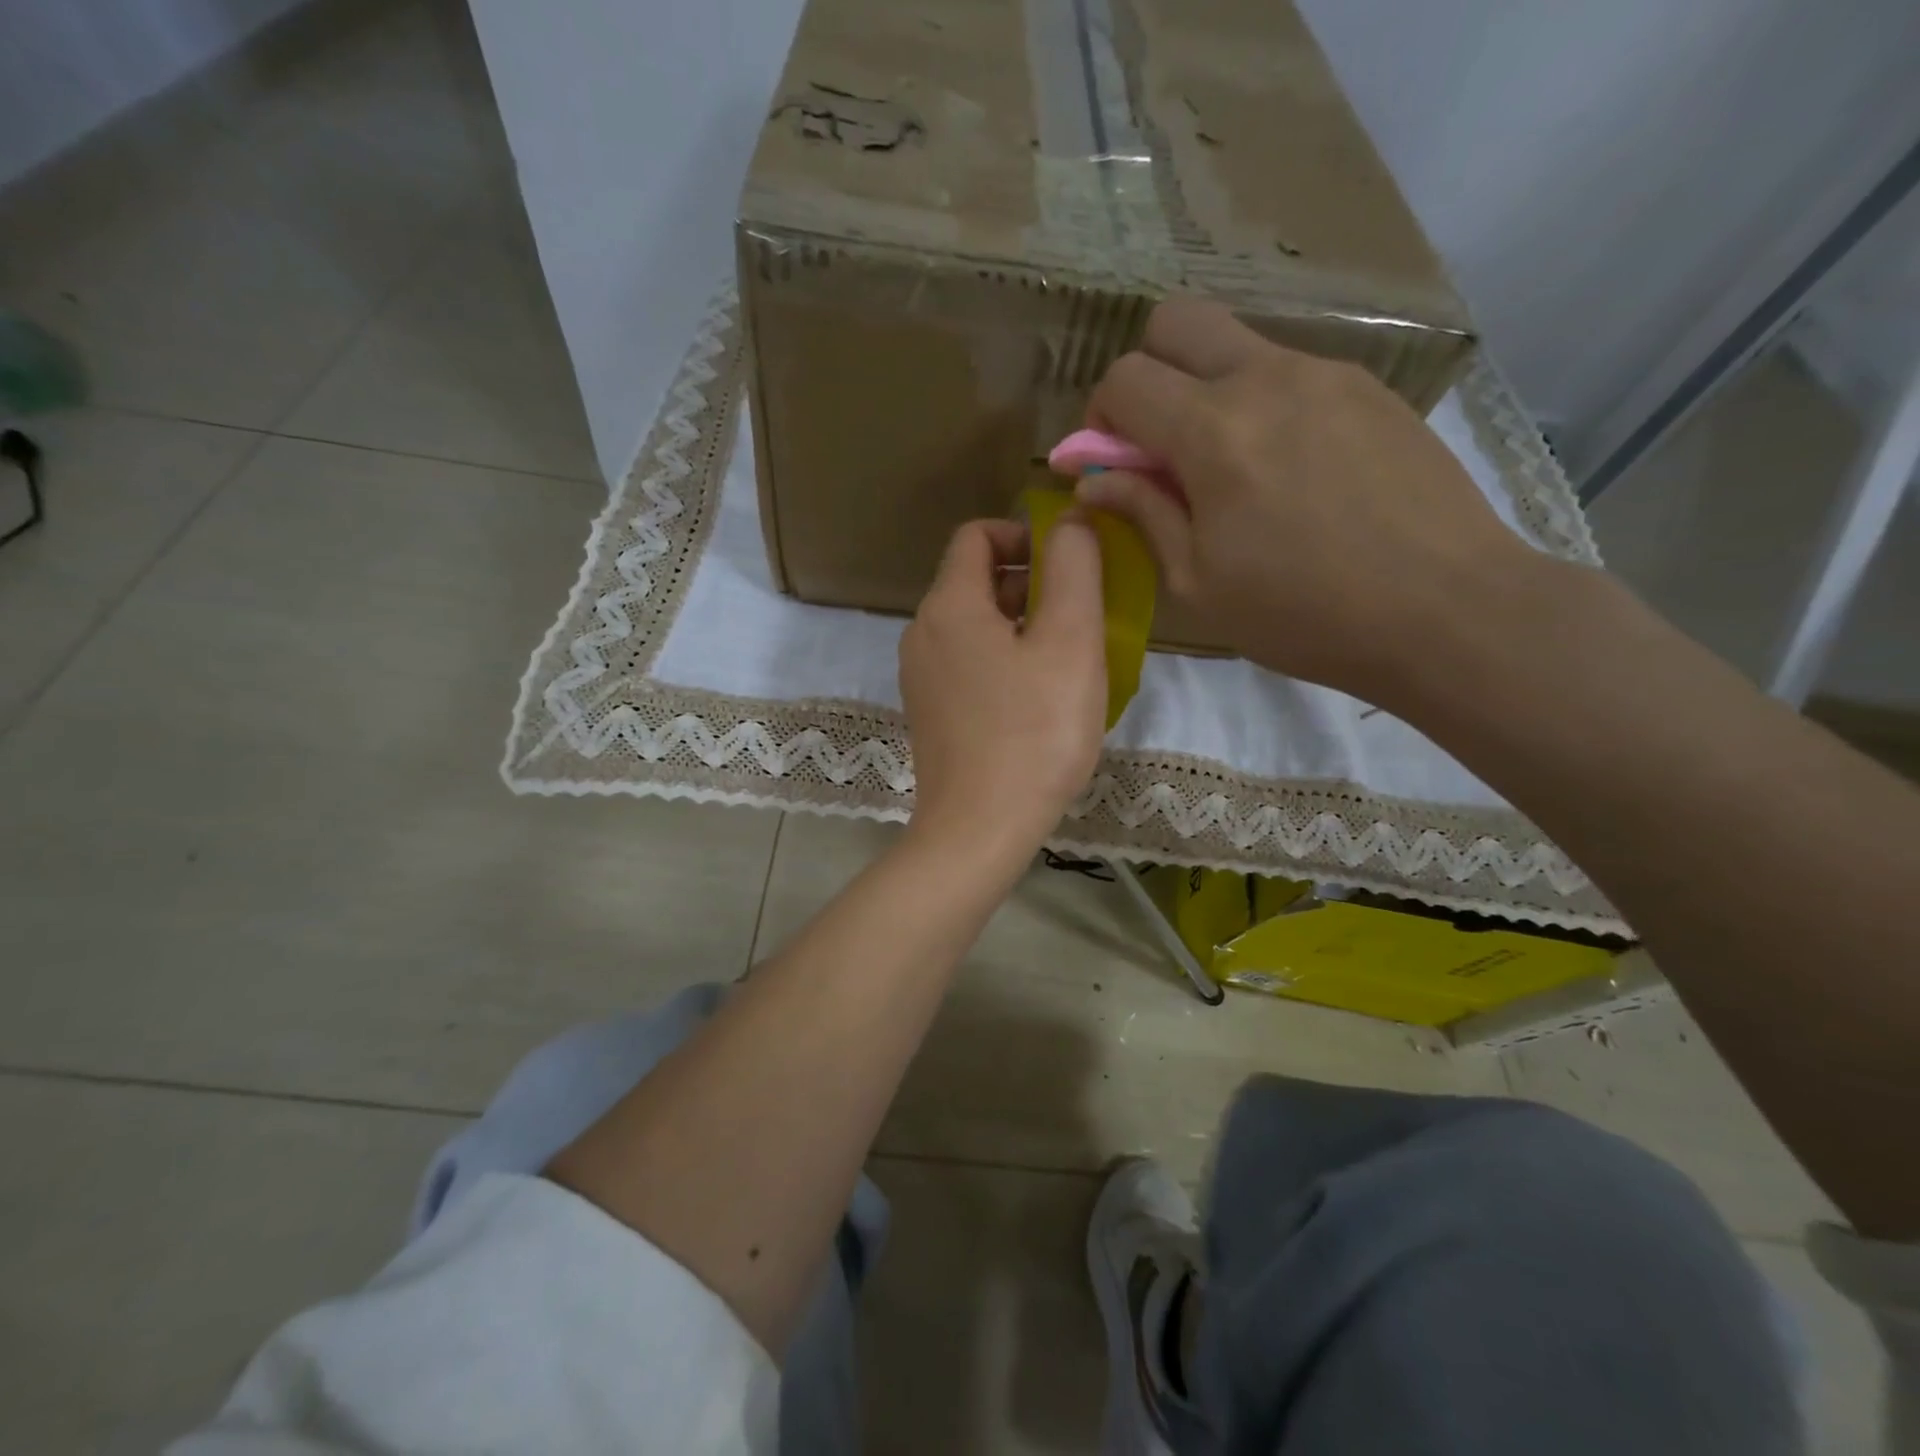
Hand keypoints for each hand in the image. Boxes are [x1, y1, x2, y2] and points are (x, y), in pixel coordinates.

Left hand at [899, 517, 1106, 861]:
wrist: (978, 830)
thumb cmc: (1034, 733)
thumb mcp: (1070, 641)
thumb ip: (1074, 569)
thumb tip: (1070, 522)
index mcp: (949, 605)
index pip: (977, 535)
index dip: (1025, 535)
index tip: (1068, 565)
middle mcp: (922, 632)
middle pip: (974, 580)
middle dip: (1030, 583)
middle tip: (1079, 617)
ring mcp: (919, 676)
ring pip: (973, 625)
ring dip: (1020, 625)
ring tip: (1065, 659)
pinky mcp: (928, 711)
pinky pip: (966, 663)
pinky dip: (1001, 660)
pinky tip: (1035, 697)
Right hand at [1078, 298, 1534, 704]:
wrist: (1446, 608)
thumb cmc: (1304, 613)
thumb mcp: (1199, 582)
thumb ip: (1143, 514)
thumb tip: (1094, 482)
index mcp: (1213, 432)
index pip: (1125, 380)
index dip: (1099, 420)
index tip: (1112, 466)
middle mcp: (1265, 379)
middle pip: (1176, 321)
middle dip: (1147, 372)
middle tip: (1160, 442)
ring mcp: (1326, 374)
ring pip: (1237, 343)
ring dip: (1207, 389)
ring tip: (1234, 468)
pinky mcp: (1370, 388)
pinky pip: (1290, 371)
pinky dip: (1263, 403)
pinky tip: (1291, 470)